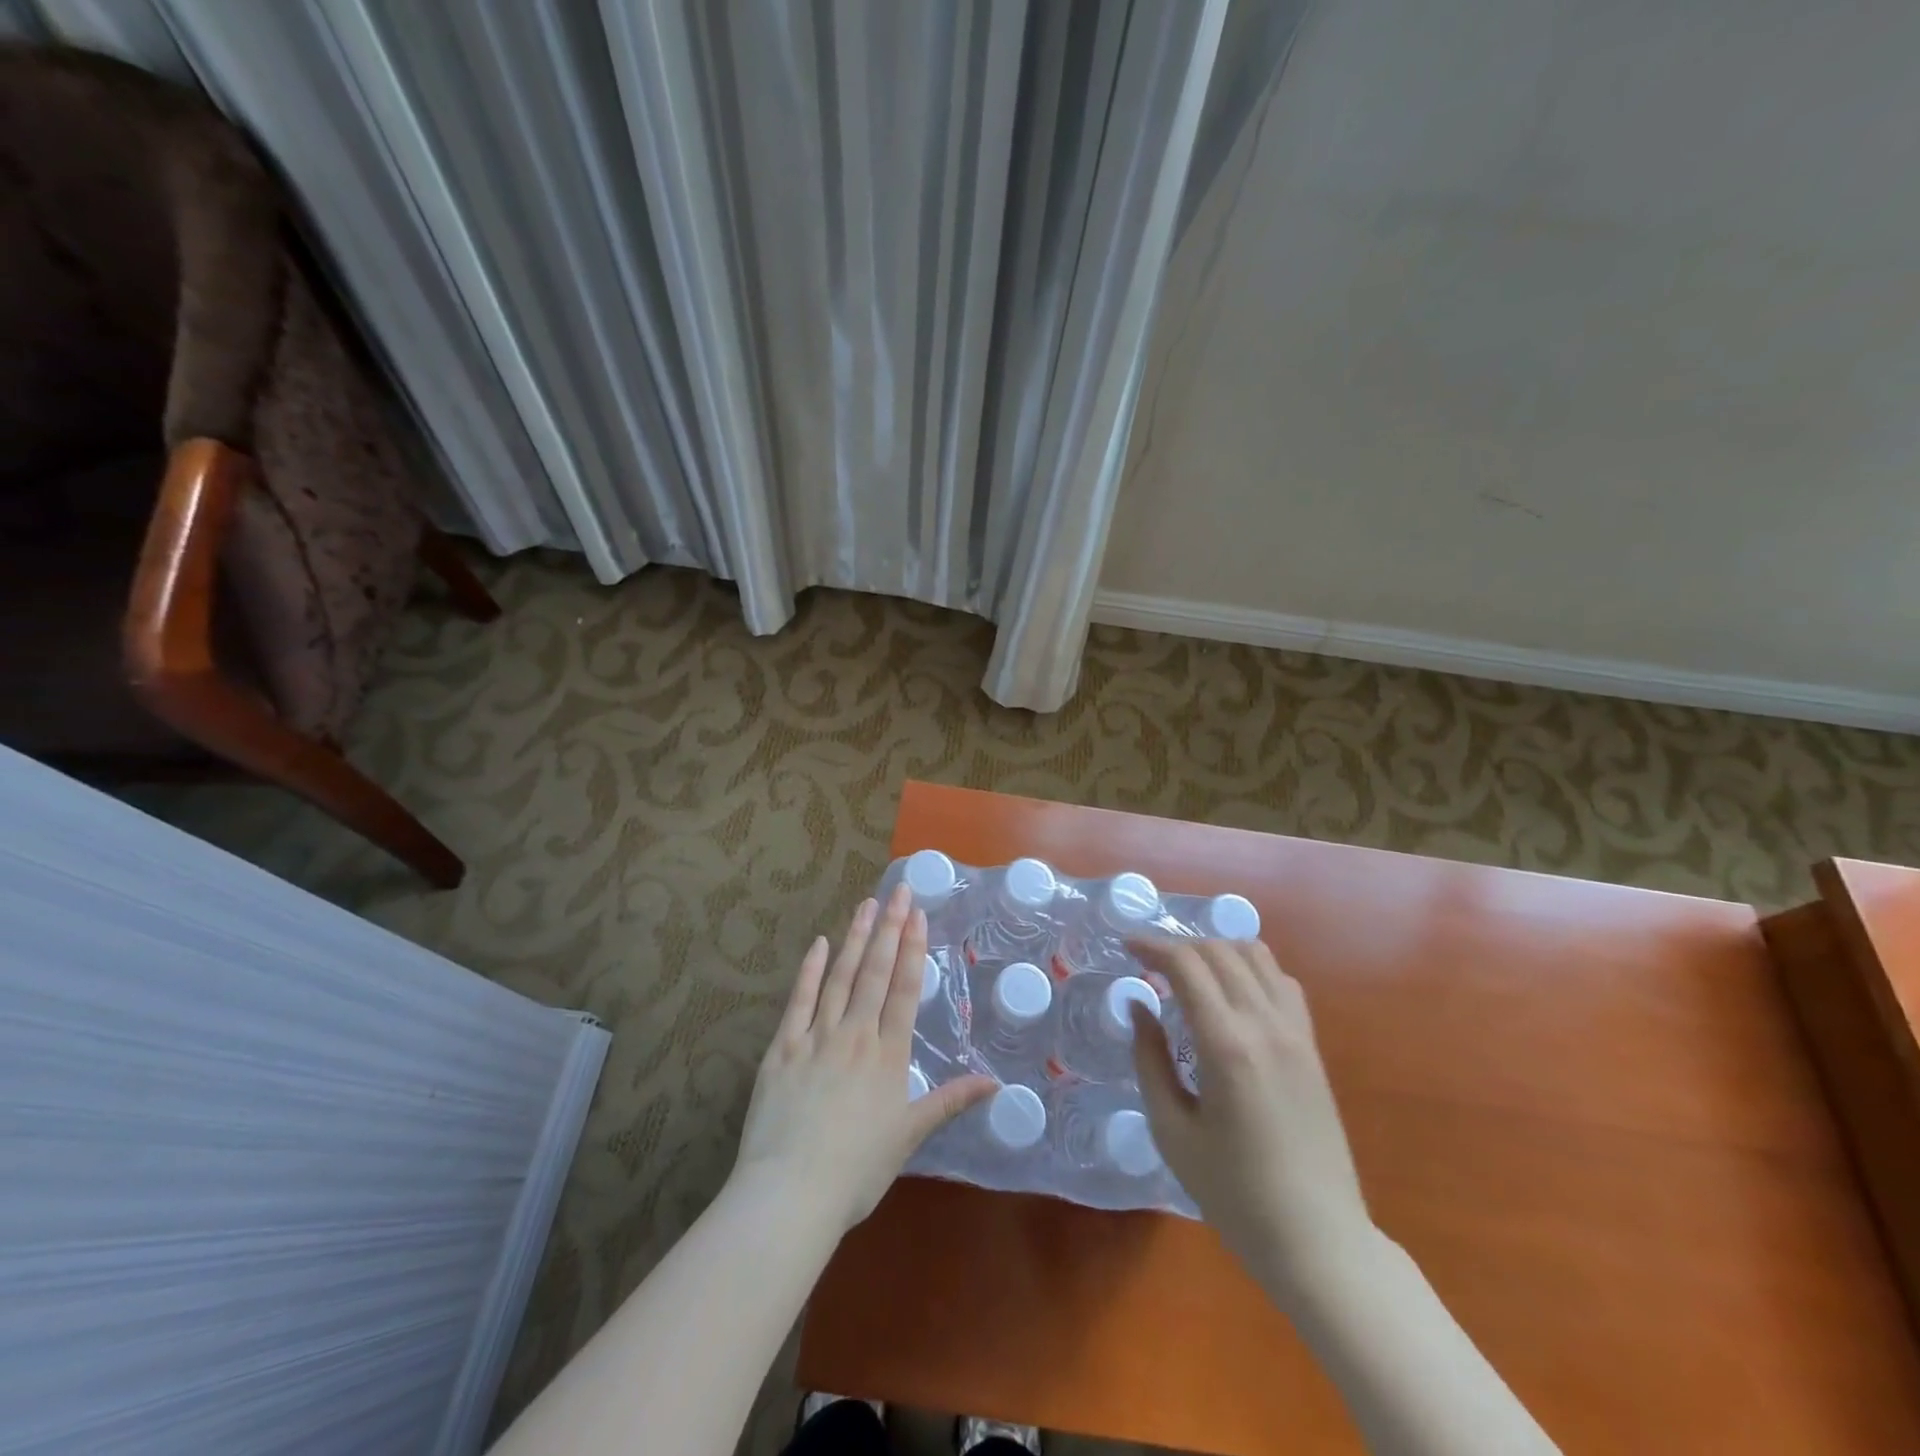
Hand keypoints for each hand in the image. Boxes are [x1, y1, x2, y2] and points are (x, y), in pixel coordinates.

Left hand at [733, 883, 995, 1233]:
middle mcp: (855, 1035)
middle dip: (888, 929)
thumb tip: (995, 1082)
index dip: (912, 949)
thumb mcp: (909, 1137)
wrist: (791, 1193)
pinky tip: (819, 943)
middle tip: (897, 891)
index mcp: (887, 1056)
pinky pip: (798, 1000)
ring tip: (866, 905)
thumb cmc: (856, 1171)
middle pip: (874, 973)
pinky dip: (810, 970)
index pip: (903, 990)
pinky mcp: (782, 1048)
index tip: (918, 914)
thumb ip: (949, 1102)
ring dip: (854, 938)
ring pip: (840, 977)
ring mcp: (815, 1037)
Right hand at [1129, 938, 1373, 1295]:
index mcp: (1226, 1045)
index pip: (1186, 965)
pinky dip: (1250, 969)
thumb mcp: (1172, 1130)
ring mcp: (1295, 1032)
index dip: (1152, 946)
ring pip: (1256, 956)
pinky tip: (1231, 992)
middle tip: (1149, 963)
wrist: (1318, 1239)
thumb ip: (1150, 1060)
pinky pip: (1282, 982)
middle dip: (1179, 945)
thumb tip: (1138, 1006)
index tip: (1126, 946)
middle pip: (1219, 951)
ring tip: (1188, 971)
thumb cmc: (1233, 1192)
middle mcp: (1265, 1024)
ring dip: (1216, 950)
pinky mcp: (1311, 1046)